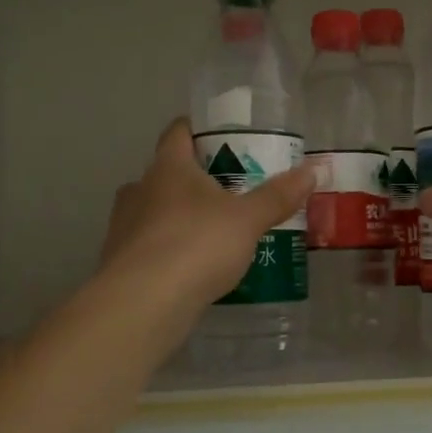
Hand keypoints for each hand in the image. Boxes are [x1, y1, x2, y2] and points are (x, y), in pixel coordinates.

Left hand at [98, 119, 315, 315]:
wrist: (143, 303)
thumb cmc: (197, 244)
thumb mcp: (248, 219)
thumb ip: (278, 195)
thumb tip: (312, 170)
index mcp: (169, 167)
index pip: (177, 132)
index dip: (197, 129)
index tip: (220, 137)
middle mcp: (140, 189)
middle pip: (167, 173)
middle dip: (195, 180)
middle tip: (229, 191)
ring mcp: (123, 226)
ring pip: (154, 211)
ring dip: (178, 216)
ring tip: (212, 231)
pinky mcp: (119, 263)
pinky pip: (148, 246)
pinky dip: (168, 250)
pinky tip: (191, 267)